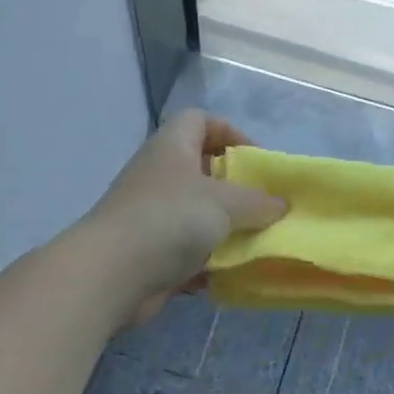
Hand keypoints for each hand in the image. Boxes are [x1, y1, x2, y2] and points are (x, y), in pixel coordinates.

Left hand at [82, 111, 287, 326]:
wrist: (112, 273)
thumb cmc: (171, 219)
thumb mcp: (226, 203)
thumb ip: (259, 201)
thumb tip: (281, 204)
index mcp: (171, 147)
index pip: (200, 120)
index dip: (230, 132)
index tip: (256, 160)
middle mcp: (158, 175)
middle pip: (201, 170)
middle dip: (235, 188)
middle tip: (262, 205)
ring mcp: (151, 215)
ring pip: (196, 214)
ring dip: (225, 228)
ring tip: (254, 241)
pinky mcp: (149, 252)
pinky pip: (186, 250)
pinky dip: (208, 260)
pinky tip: (230, 272)